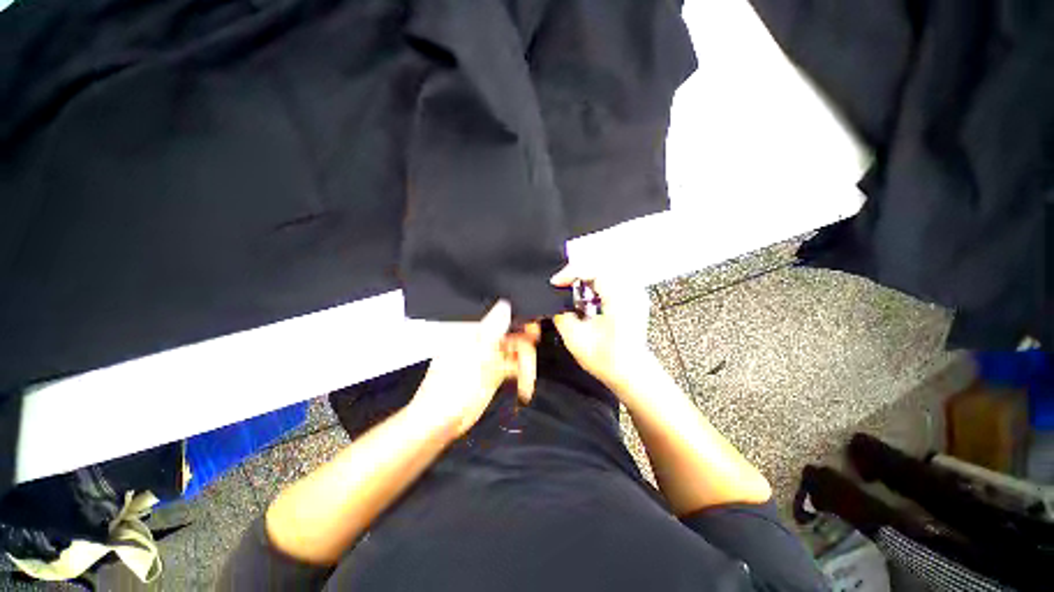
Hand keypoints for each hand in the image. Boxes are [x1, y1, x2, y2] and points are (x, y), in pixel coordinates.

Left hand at [410, 301, 538, 438]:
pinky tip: (525, 385)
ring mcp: (490, 356)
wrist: (443, 420)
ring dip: (526, 364)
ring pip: (517, 350)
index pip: (502, 315)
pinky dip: (523, 374)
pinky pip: (515, 366)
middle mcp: (483, 339)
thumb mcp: (476, 351)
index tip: (532, 330)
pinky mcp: (495, 371)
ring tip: (527, 380)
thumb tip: (506, 303)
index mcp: (474, 329)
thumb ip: (494, 327)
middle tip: (529, 360)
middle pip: (514, 333)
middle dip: (525, 346)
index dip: (520, 319)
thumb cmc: (451, 385)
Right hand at [550, 264, 651, 389]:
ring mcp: (635, 294)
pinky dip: (596, 284)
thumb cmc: (608, 361)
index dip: (570, 272)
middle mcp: (630, 291)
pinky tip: (587, 297)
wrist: (633, 375)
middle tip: (562, 284)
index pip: (593, 269)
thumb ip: (561, 316)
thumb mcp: (576, 339)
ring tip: (572, 289)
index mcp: (619, 298)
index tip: (555, 283)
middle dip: (577, 273)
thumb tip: (553, 304)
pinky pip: (613, 280)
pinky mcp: (634, 299)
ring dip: (587, 277)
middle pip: (600, 266)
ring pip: (607, 271)